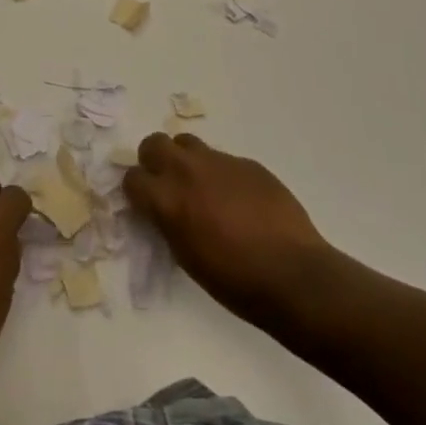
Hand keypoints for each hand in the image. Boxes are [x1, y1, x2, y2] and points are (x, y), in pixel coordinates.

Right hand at [123, 132, 345, 339]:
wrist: (293, 274)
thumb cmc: (234, 280)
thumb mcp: (186, 256)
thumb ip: (168, 222)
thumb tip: (165, 210)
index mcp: (167, 199)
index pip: (132, 178)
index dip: (136, 192)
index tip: (145, 204)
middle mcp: (188, 171)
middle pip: (154, 144)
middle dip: (154, 161)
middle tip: (167, 184)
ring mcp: (220, 162)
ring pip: (188, 143)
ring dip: (186, 160)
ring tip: (201, 187)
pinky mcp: (248, 163)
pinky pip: (223, 160)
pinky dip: (221, 174)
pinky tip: (238, 200)